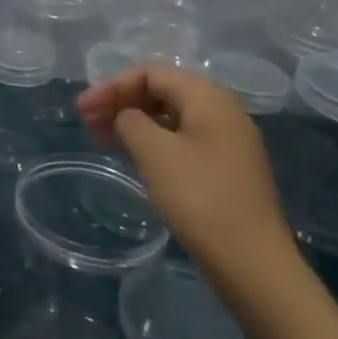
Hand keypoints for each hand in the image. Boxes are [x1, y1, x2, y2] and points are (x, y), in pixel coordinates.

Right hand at [77, 66, 291, 274]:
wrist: (254, 266)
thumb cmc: (200, 199)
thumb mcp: (155, 152)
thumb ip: (130, 121)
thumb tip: (127, 117)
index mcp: (208, 97)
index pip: (150, 73)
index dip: (112, 86)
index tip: (83, 109)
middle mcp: (222, 111)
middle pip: (162, 91)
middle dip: (121, 102)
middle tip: (88, 122)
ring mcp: (228, 142)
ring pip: (171, 117)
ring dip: (134, 122)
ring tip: (103, 139)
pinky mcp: (227, 170)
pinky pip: (182, 140)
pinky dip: (153, 142)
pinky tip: (134, 158)